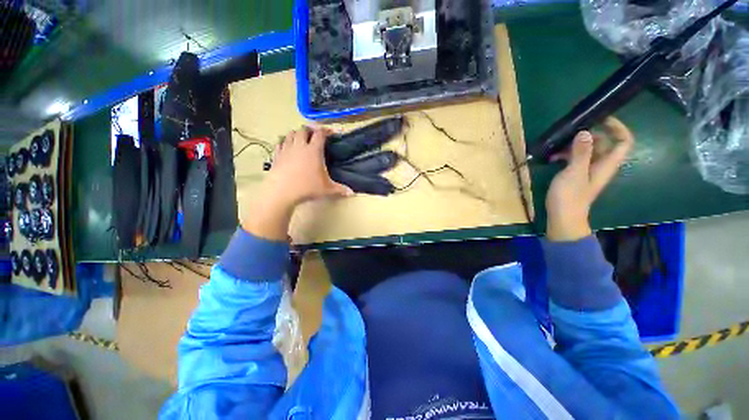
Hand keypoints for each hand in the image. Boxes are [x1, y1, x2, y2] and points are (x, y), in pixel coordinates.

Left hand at [265, 126, 352, 206]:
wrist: (282, 191)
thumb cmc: (307, 187)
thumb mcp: (327, 189)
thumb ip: (340, 189)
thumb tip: (352, 193)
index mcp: (314, 151)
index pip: (320, 134)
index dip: (326, 130)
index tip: (330, 132)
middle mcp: (300, 146)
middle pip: (303, 130)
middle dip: (310, 130)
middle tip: (315, 135)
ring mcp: (286, 149)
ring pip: (290, 134)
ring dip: (297, 133)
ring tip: (301, 139)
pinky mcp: (277, 155)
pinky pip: (280, 143)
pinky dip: (285, 142)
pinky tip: (287, 147)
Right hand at [545, 117, 633, 241]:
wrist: (563, 217)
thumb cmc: (570, 196)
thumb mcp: (574, 172)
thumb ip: (581, 152)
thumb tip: (585, 131)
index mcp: (607, 164)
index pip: (623, 141)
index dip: (617, 128)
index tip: (601, 119)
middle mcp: (601, 165)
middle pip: (604, 143)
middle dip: (589, 135)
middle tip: (571, 132)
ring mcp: (588, 171)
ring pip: (587, 151)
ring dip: (574, 146)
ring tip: (557, 146)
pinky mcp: (576, 176)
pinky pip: (576, 160)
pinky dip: (566, 155)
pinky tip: (552, 157)